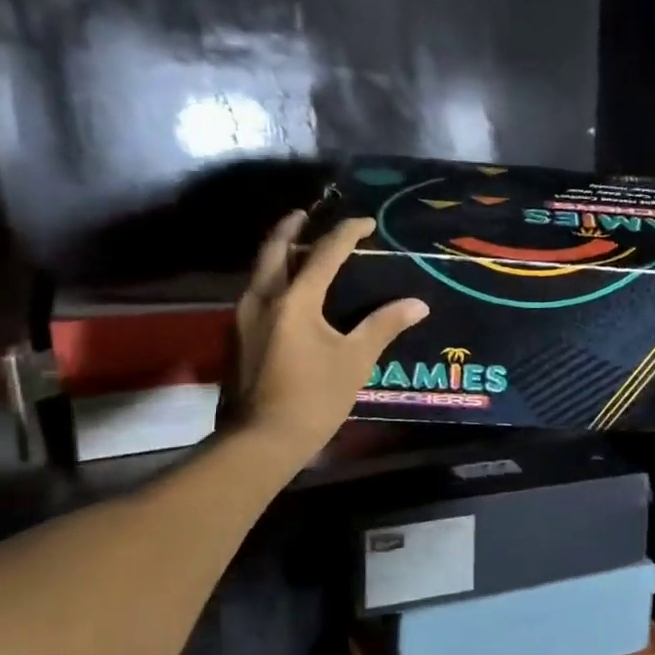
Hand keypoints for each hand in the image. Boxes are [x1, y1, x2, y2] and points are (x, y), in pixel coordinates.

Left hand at [220, 213, 427, 457]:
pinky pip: (256, 293)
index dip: (347, 233)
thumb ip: (384, 326)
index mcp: (294, 300)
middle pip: (275, 250)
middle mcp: (263, 299)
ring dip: (279, 253)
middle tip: (306, 215)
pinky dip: (273, 280)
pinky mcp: (237, 337)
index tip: (365, 222)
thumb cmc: (314, 397)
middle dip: (291, 228)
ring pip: (260, 271)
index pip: (324, 253)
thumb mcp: (355, 361)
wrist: (261, 440)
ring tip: (298, 248)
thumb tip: (418, 304)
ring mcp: (243, 318)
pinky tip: (287, 293)